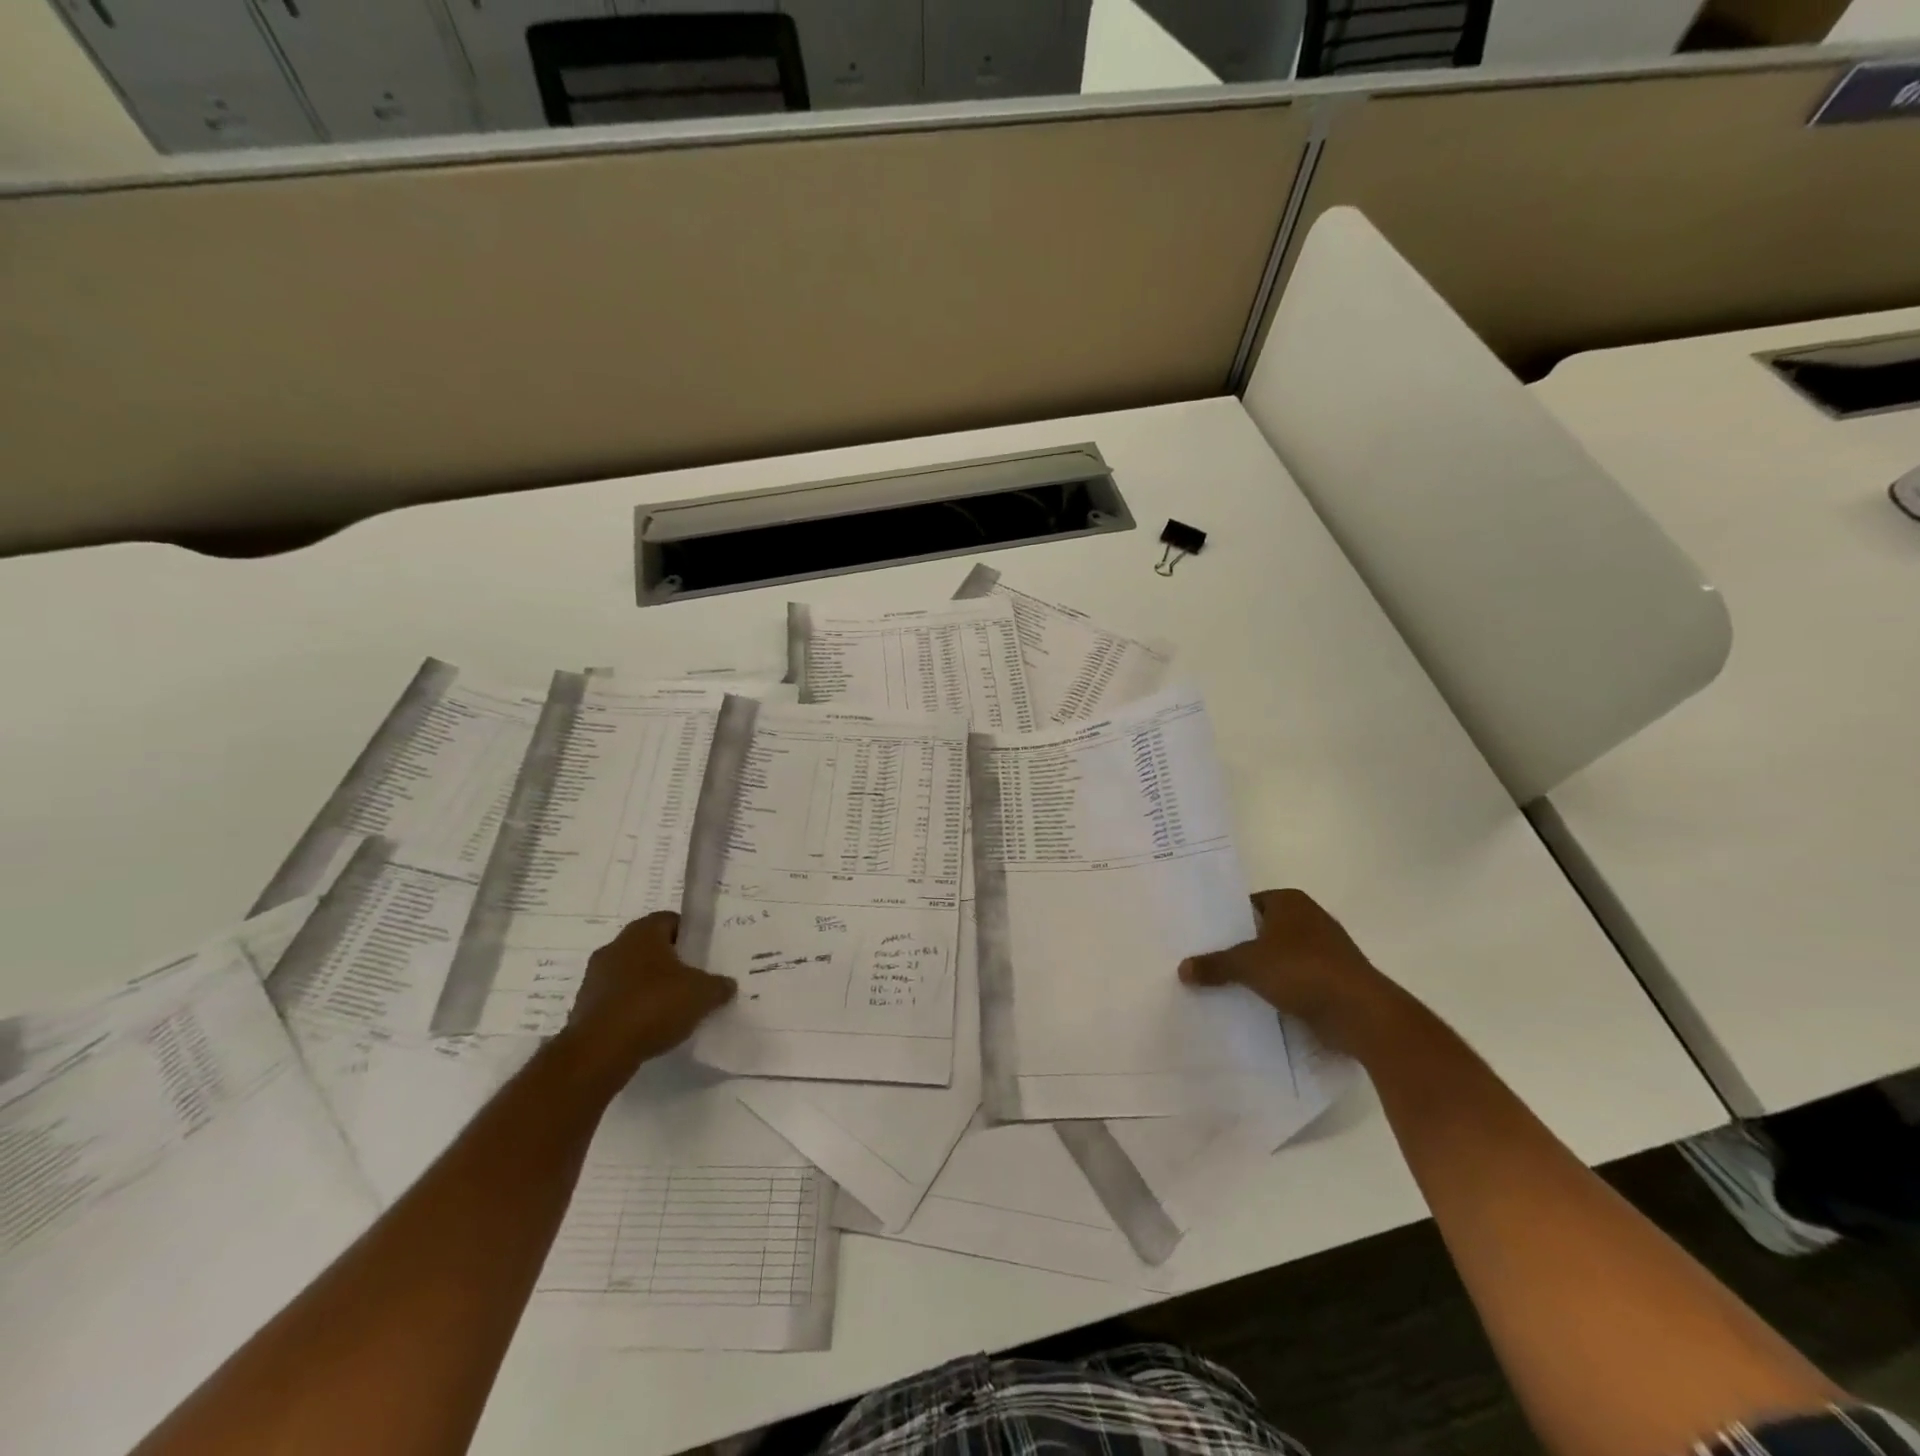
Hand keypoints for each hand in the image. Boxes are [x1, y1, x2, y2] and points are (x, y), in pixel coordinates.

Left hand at [560, 912, 735, 1083]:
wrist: (599, 1051)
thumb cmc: (654, 1005)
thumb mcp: (702, 994)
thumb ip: (718, 986)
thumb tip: (727, 985)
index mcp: (643, 932)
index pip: (670, 920)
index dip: (690, 935)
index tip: (704, 955)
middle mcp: (615, 946)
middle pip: (650, 947)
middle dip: (671, 962)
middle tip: (693, 980)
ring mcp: (595, 977)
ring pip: (632, 974)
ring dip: (649, 986)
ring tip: (673, 1008)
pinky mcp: (584, 1007)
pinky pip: (617, 1000)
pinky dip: (633, 1009)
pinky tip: (649, 1028)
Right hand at [1178, 888, 1393, 1052]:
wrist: (1360, 1013)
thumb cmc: (1302, 970)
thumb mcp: (1248, 964)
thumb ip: (1215, 964)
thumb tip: (1182, 969)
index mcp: (1291, 902)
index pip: (1248, 903)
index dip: (1226, 918)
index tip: (1203, 935)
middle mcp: (1309, 919)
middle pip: (1262, 930)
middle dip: (1239, 946)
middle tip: (1206, 960)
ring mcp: (1325, 951)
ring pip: (1279, 957)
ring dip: (1259, 970)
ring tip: (1223, 984)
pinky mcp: (1333, 980)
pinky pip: (1295, 980)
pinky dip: (1278, 990)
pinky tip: (1255, 1003)